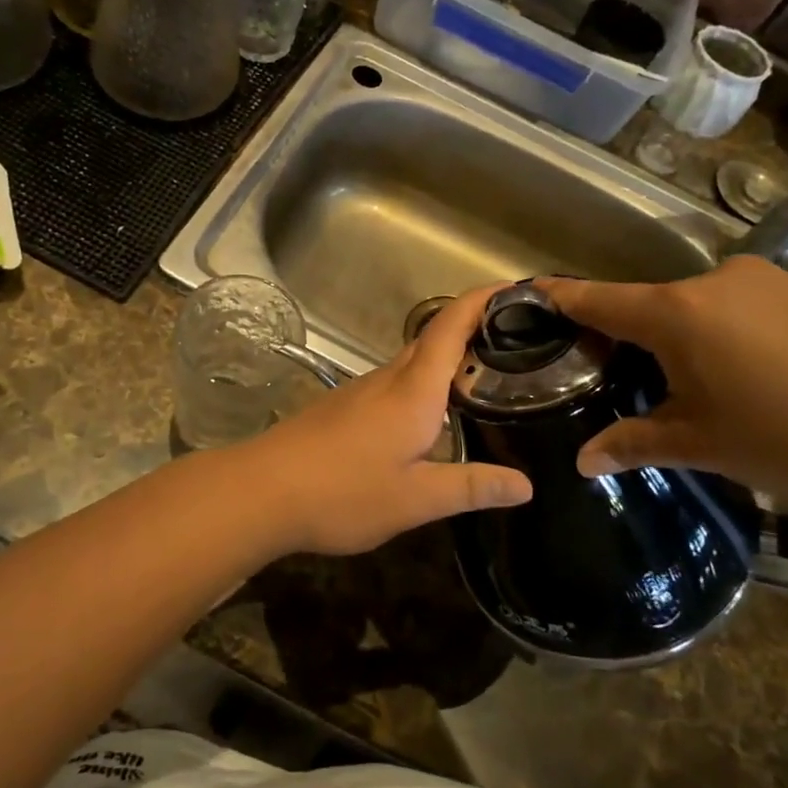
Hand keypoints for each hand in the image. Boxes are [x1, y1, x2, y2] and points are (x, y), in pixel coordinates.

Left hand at [243, 287, 531, 555]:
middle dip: (471, 328)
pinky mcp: (341, 408)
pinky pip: (392, 384)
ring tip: (482, 377)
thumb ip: (470, 487)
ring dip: (445, 359)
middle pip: (432, 339)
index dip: (481, 300)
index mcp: (413, 391)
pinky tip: (429, 417)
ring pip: (410, 363)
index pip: (451, 327)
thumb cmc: (343, 491)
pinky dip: (420, 384)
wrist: (261, 491)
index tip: (513, 287)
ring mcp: (359, 392)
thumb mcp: (415, 499)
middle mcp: (387, 380)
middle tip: (515, 340)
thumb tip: (525, 485)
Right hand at [536, 258, 787, 508]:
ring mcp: (770, 280)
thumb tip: (582, 462)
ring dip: (697, 337)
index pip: (600, 300)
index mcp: (676, 314)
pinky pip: (754, 307)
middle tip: (642, 380)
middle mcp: (716, 282)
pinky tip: (774, 378)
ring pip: (708, 306)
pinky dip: (742, 333)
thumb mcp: (701, 444)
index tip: (534, 291)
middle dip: (641, 337)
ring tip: (719, 389)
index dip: (563, 297)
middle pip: (656, 305)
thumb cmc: (787, 434)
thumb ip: (635, 444)